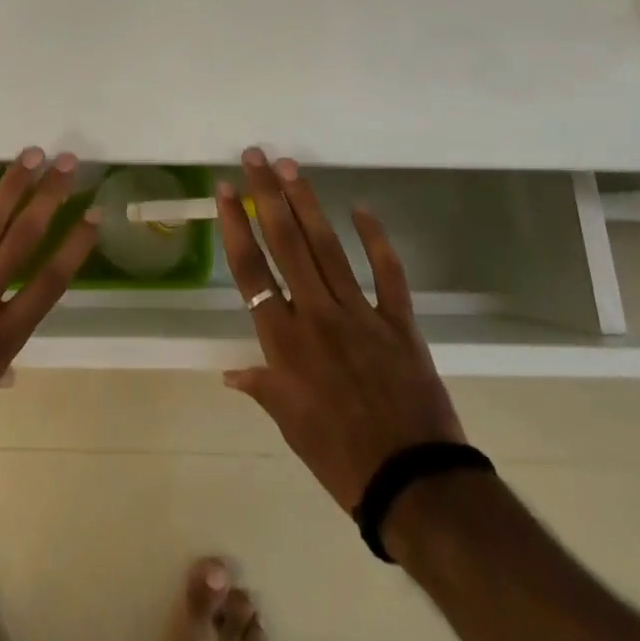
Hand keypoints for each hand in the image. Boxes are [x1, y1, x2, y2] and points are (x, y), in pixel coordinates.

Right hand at [216, 148, 465, 512]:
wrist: (414, 484)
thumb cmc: (340, 458)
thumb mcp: (289, 425)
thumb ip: (261, 387)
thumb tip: (229, 373)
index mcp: (284, 340)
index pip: (250, 270)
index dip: (235, 226)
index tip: (225, 190)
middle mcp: (315, 314)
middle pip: (285, 244)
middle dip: (266, 195)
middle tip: (255, 156)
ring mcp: (359, 314)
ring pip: (327, 247)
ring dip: (307, 204)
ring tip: (290, 167)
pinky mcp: (398, 322)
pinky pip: (387, 273)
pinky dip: (376, 240)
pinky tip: (362, 208)